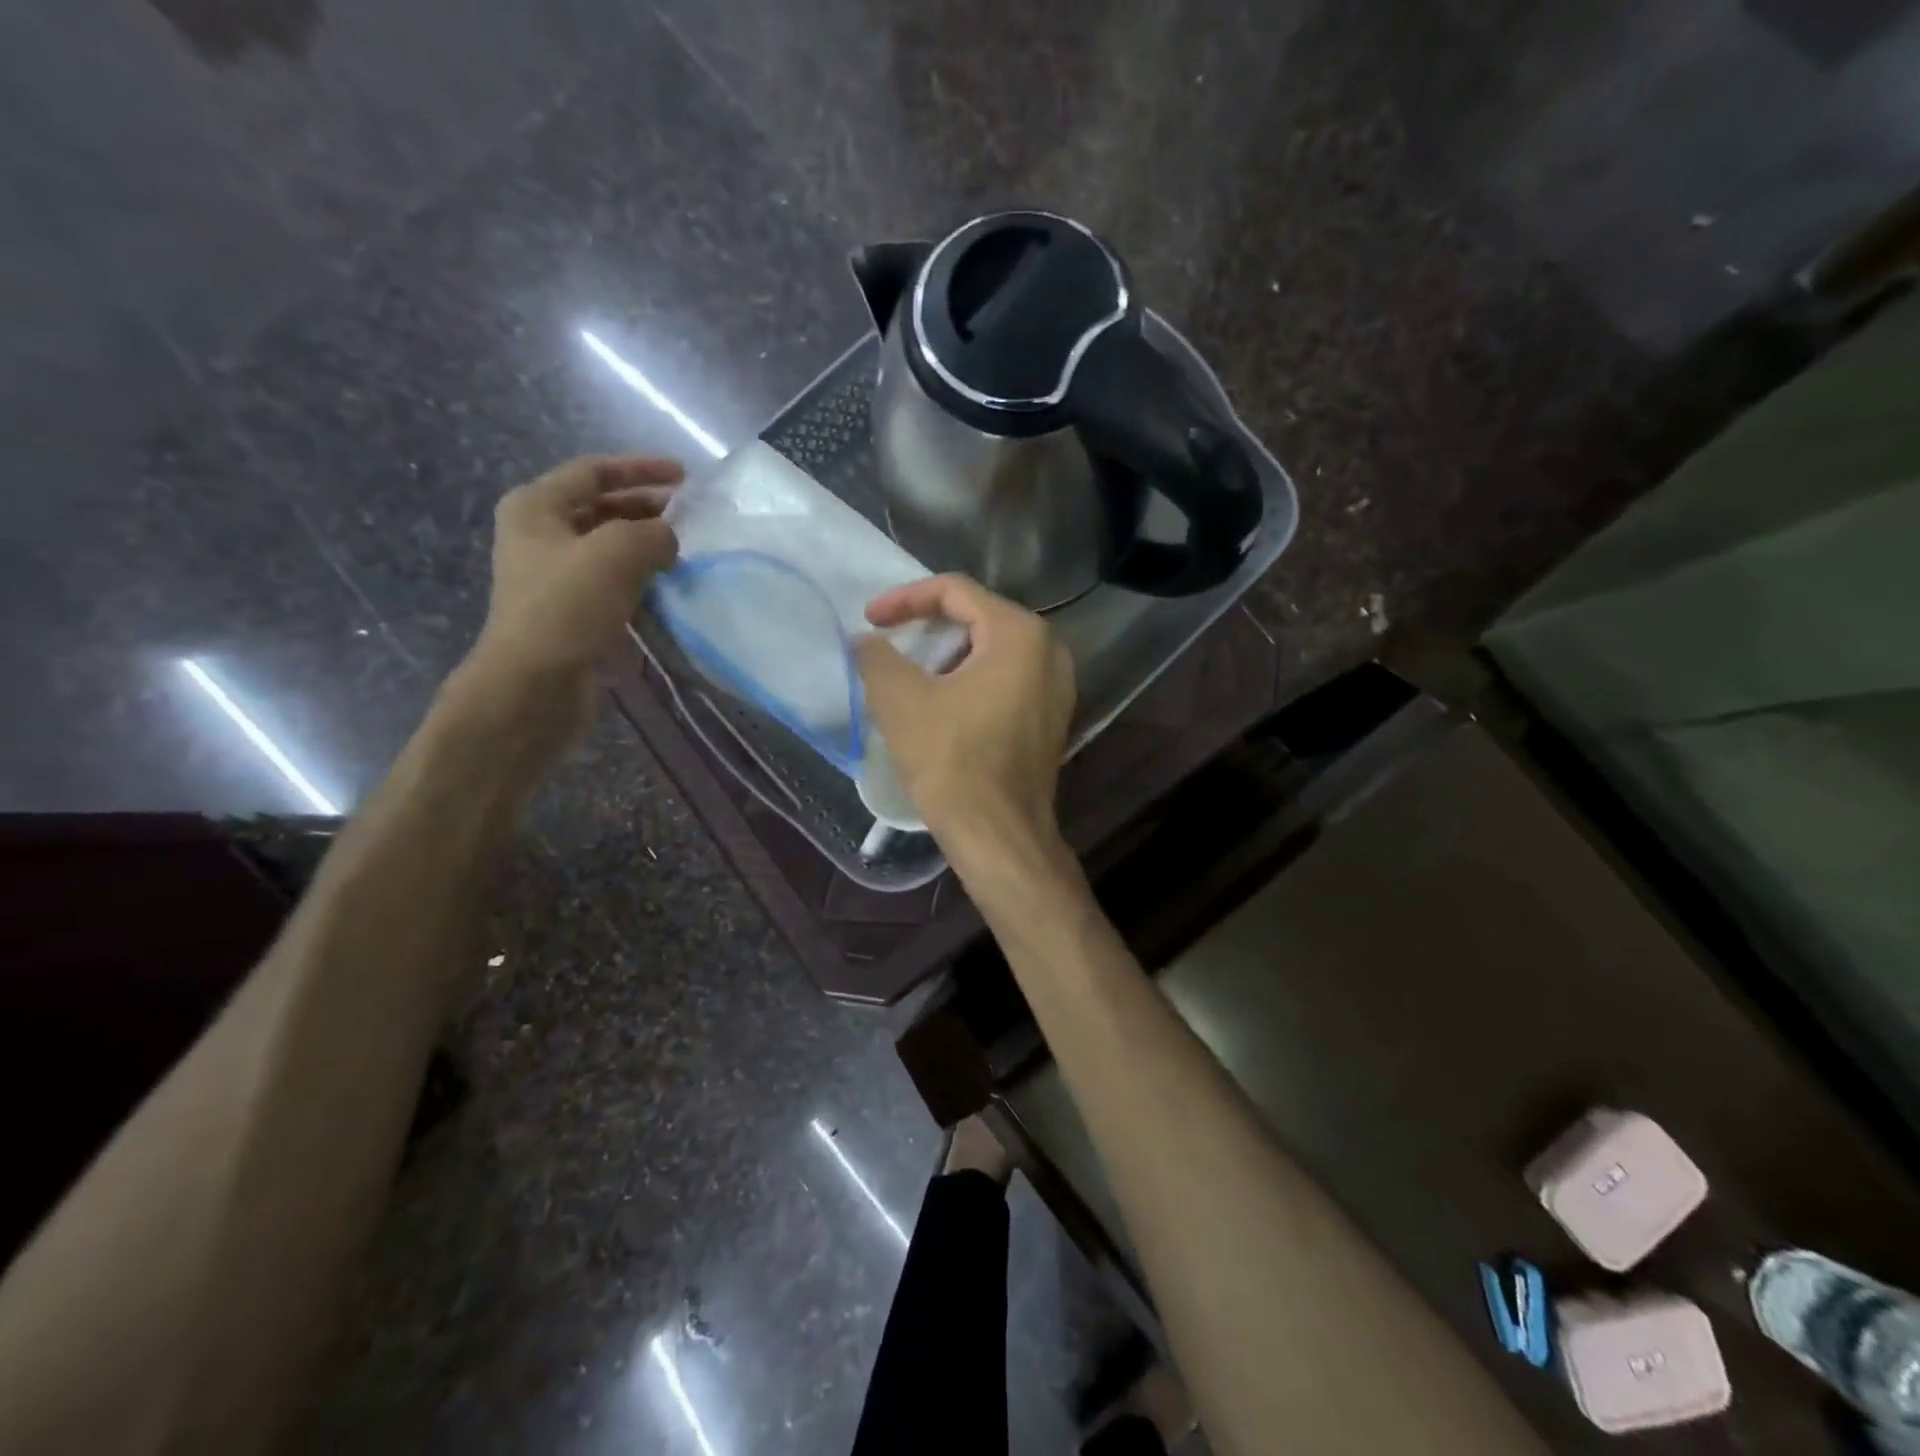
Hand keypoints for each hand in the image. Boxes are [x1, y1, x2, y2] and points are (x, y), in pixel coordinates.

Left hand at [466, 454, 682, 723]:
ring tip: (685, 552)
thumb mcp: (617, 552)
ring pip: (609, 547)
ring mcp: (554, 576)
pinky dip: (640, 578)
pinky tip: (668, 587)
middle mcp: (540, 535)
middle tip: (689, 518)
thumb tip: (668, 541)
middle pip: (601, 507)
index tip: (685, 477)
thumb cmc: (568, 607)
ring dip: (646, 545)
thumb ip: (653, 533)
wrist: (536, 683)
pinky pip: (612, 581)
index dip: (641, 468)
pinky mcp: (571, 611)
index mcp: (536, 507)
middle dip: (646, 508)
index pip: (594, 471)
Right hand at [855, 575, 1075, 858]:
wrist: (998, 835)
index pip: (955, 592)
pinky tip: (942, 707)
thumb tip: (865, 640)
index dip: (905, 599)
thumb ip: (877, 656)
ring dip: (947, 658)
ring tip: (910, 678)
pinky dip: (970, 682)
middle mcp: (1049, 651)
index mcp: (1019, 634)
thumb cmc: (952, 760)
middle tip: (891, 646)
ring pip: (992, 652)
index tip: (870, 621)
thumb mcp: (900, 700)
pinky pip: (1006, 681)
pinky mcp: (1051, 719)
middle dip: (928, 628)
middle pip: (978, 618)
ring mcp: (1057, 688)